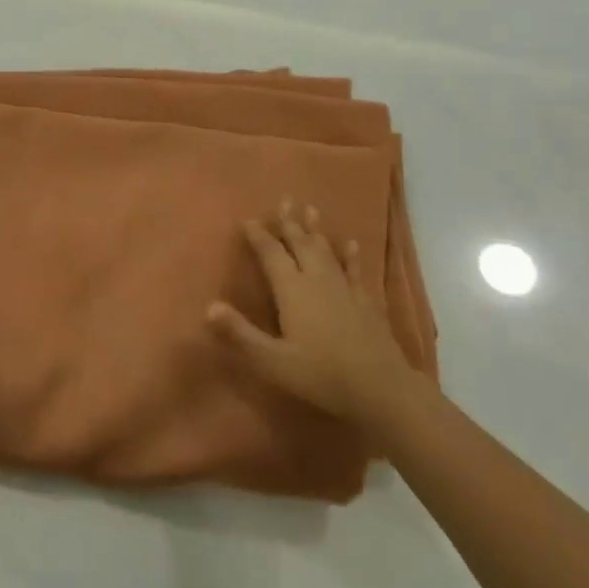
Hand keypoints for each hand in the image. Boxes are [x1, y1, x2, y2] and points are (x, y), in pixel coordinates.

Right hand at [208, 201, 423, 429]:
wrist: (380, 387)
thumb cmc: (320, 375)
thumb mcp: (272, 360)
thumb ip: (240, 333)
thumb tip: (209, 306)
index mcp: (293, 290)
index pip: (272, 255)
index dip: (260, 237)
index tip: (249, 219)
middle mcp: (317, 280)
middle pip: (301, 244)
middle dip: (290, 223)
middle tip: (285, 200)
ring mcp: (344, 288)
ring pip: (326, 251)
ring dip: (316, 230)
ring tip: (311, 209)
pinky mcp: (365, 300)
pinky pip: (354, 270)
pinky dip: (350, 255)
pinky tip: (351, 243)